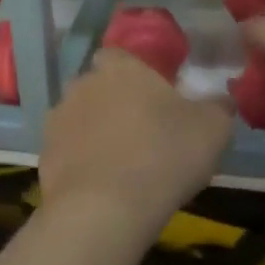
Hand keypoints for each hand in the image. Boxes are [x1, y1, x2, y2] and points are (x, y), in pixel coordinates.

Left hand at [39, 49, 232, 242]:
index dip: (135, 74)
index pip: (120, 55)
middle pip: (98, 86)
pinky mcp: (44, 155)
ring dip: (95, 132)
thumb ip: (218, 107)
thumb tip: (220, 100)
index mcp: (121, 68)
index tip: (154, 97)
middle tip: (141, 132)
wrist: (106, 209)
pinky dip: (81, 162)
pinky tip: (102, 185)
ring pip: (80, 118)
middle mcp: (83, 84)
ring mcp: (58, 119)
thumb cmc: (165, 155)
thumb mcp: (214, 130)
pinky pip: (68, 151)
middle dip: (114, 102)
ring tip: (121, 163)